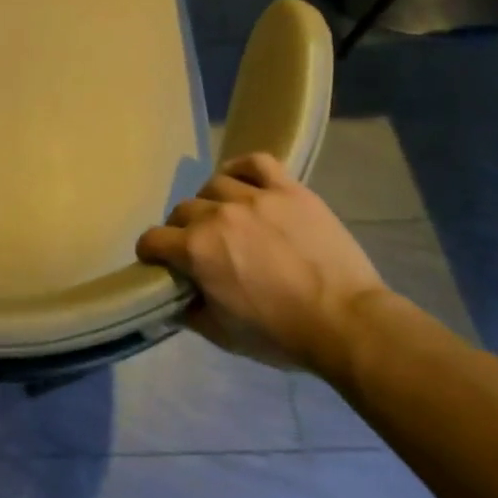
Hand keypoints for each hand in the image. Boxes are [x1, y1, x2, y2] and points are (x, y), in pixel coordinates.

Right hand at [136, 153, 389, 374]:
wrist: (347, 323)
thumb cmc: (280, 334)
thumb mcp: (221, 334)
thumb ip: (188, 312)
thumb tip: (173, 301)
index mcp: (195, 250)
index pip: (152, 239)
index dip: (151, 253)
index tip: (159, 262)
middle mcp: (217, 215)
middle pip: (182, 210)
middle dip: (181, 229)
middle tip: (198, 247)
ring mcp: (255, 198)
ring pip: (214, 185)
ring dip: (210, 202)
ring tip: (224, 216)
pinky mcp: (289, 190)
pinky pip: (256, 163)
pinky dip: (242, 168)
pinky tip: (242, 182)